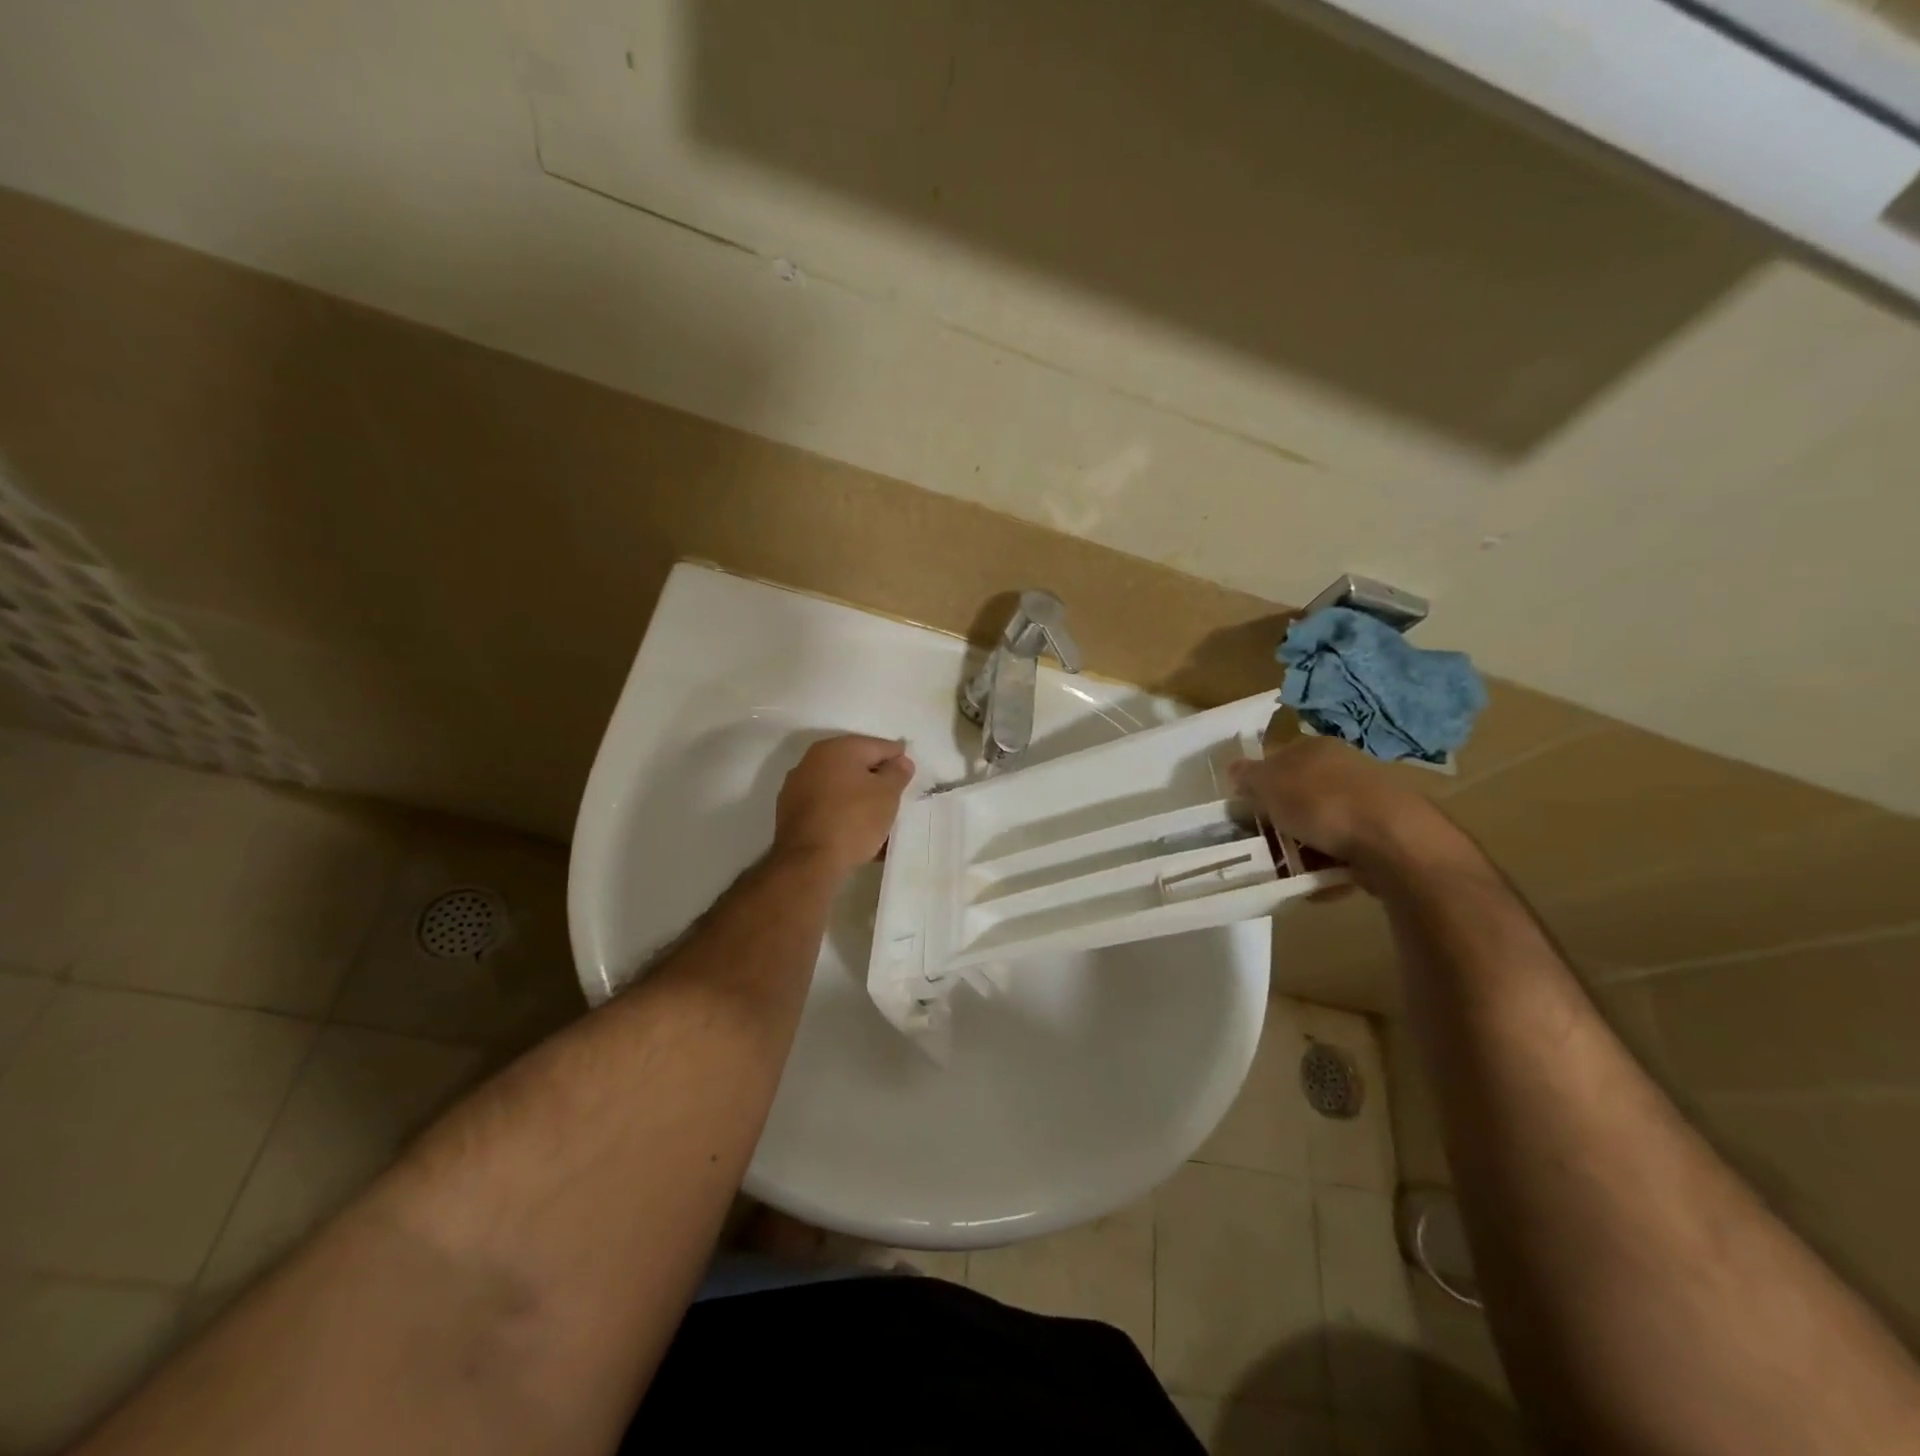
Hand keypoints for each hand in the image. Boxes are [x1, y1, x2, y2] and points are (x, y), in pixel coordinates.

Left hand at [773, 735, 914, 876]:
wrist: (808, 862)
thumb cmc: (853, 820)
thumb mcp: (887, 794)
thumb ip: (897, 772)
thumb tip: (900, 760)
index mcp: (838, 748)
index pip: (879, 746)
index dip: (898, 759)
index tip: (909, 776)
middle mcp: (813, 760)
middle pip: (856, 765)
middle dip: (876, 779)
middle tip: (895, 798)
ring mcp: (797, 785)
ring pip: (840, 787)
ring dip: (859, 798)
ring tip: (877, 820)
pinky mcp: (790, 811)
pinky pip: (826, 805)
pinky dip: (842, 813)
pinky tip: (855, 832)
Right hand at [1229, 737, 1442, 886]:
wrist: (1394, 841)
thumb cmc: (1321, 803)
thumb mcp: (1269, 785)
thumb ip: (1248, 777)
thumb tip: (1235, 769)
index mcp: (1317, 747)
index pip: (1279, 760)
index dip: (1259, 785)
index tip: (1247, 812)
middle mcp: (1345, 767)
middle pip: (1301, 794)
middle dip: (1282, 820)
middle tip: (1265, 844)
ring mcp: (1370, 802)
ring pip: (1323, 825)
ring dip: (1304, 848)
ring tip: (1288, 871)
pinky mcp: (1386, 835)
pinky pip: (1346, 851)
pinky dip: (1329, 866)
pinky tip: (1316, 883)